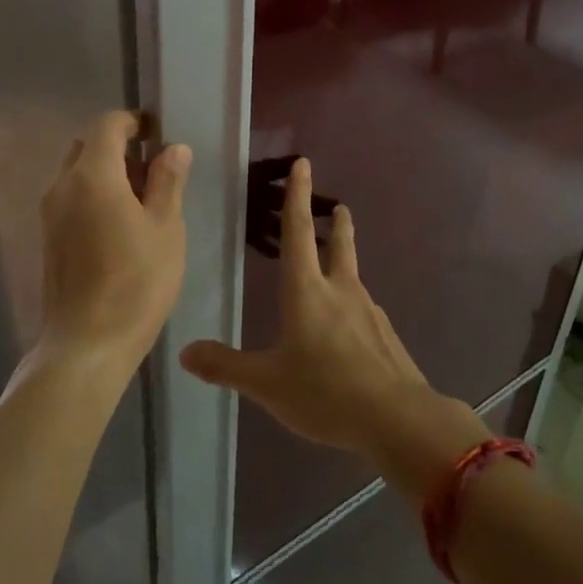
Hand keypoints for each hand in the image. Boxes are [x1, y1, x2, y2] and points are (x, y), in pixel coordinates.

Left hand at [38, 111, 190, 374]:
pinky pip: (71, 200)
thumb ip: (168, 182)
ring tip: (142, 203)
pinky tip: (120, 228)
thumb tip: (174, 148)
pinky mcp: (48, 239)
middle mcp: (62, 186)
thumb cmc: (136, 283)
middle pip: (88, 147)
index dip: (134, 122)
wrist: (87, 344)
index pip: (107, 125)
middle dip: (120, 149)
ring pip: (77, 175)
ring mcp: (50, 214)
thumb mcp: (165, 229)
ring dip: (107, 175)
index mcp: (92, 176)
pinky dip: (94, 198)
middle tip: (155, 173)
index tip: (158, 134)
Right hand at [179, 158, 486, 492]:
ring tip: (337, 265)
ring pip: (353, 275)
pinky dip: (353, 302)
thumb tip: (185, 352)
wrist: (397, 419)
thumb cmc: (325, 392)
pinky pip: (364, 309)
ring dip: (345, 260)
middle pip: (338, 245)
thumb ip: (226, 367)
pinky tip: (349, 325)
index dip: (297, 197)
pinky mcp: (385, 335)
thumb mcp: (267, 383)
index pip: (298, 232)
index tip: (303, 164)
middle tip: (338, 206)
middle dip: (335, 223)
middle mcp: (340, 291)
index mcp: (307, 291)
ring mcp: (368, 312)